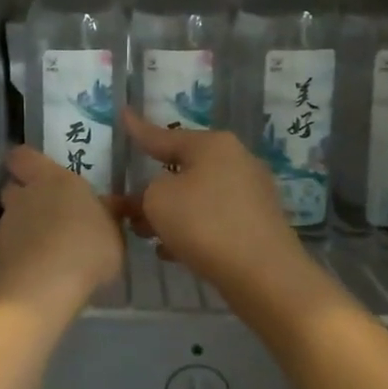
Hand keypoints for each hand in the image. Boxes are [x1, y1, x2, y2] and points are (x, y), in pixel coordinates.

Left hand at [0, 146, 125, 314]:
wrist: (43, 289)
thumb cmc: (87, 249)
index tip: (36, 172)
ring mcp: (4, 226)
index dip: (26, 162)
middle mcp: (23, 196)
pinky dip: (17, 257)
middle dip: (24, 198)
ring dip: (21, 231)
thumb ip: (108, 215)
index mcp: (52, 179)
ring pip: (9, 220)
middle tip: (46, 215)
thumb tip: (112, 204)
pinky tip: (34, 273)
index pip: (23, 156)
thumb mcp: (114, 233)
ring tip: (43, 252)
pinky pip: (6, 250)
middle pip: (13, 188)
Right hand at [120, 108, 313, 300]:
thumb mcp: (157, 200)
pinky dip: (191, 229)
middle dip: (154, 187)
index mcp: (213, 145)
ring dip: (171, 212)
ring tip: (144, 232)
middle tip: (128, 202)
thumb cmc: (205, 225)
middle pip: (184, 168)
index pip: (165, 135)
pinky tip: (171, 250)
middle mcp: (236, 160)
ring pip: (197, 196)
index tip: (123, 114)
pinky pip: (213, 219)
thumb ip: (146, 191)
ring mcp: (251, 193)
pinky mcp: (257, 224)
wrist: (264, 274)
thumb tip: (156, 195)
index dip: (139, 129)